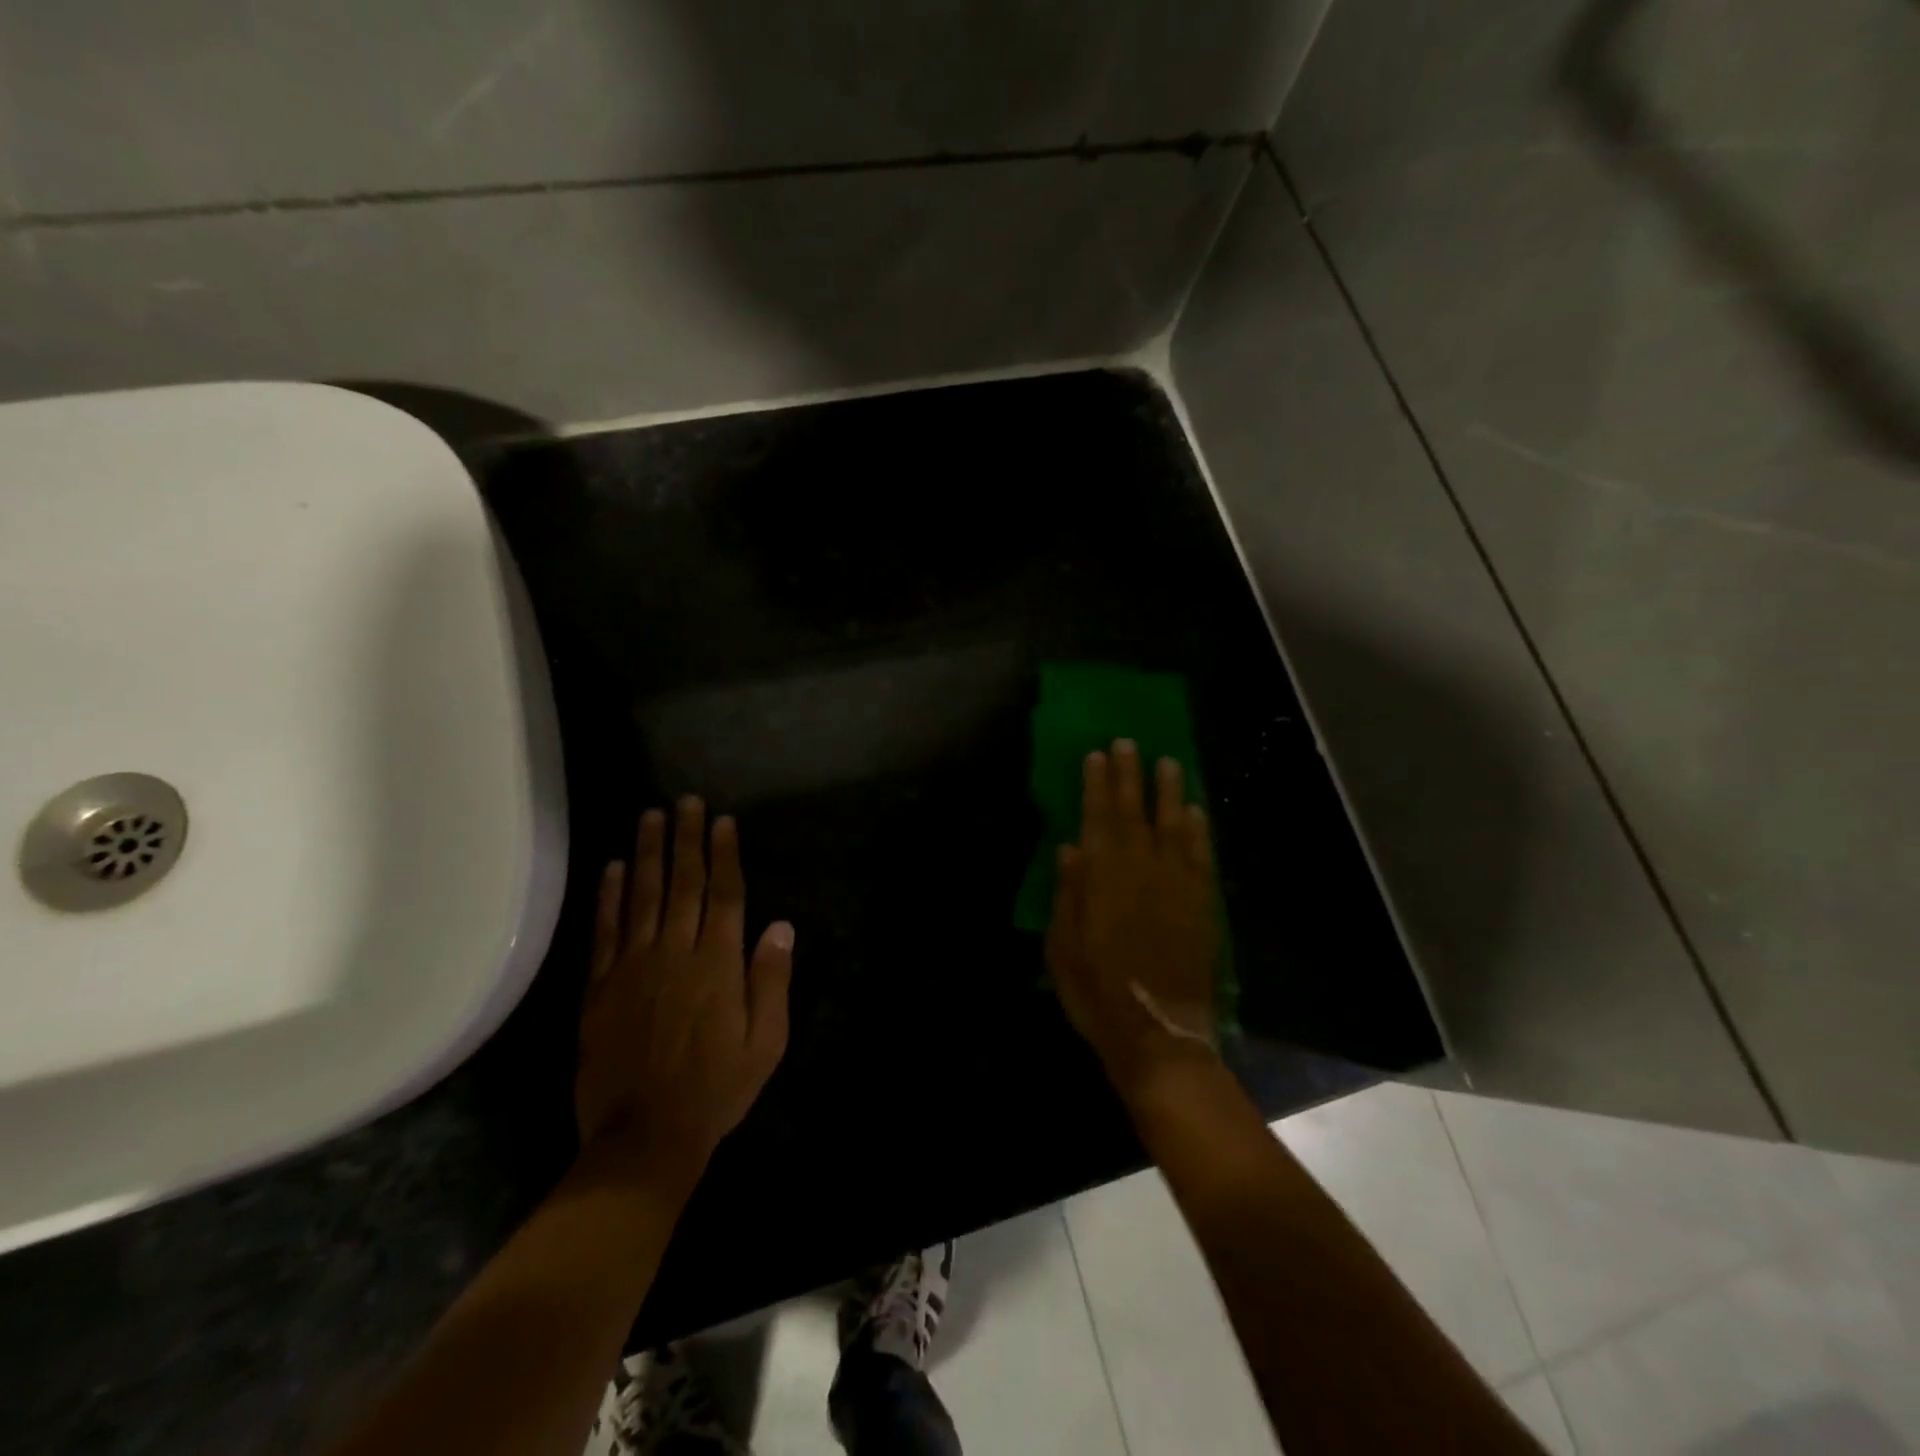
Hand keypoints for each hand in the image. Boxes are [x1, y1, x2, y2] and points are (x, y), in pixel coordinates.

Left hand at [576, 798, 794, 1180]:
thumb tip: (779, 925)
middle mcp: (675, 953)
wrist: (644, 1137)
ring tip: (651, 817)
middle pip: (683, 884)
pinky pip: (605, 931)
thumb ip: (771, 980)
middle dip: (686, 839)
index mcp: (718, 964)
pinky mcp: (601, 987)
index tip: (723, 822)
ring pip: (642, 897)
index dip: (724, 856)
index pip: (725, 895)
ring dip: (647, 854)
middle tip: (686, 801)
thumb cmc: (717, 1089)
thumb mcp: (766, 1042)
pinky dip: (609, 897)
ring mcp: (633, 967)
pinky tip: (612, 868)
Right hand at [1046, 740, 1218, 1100]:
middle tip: (1129, 742)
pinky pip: (1200, 857)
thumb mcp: (1063, 948)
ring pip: (1173, 826)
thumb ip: (1068, 893)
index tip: (1097, 754)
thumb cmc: (1098, 993)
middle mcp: (1141, 871)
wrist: (1159, 1032)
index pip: (1099, 818)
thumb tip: (1070, 847)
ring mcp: (1176, 885)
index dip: (1097, 784)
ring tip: (1168, 763)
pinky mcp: (1201, 904)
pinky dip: (1198, 831)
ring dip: (1169, 792)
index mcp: (1103, 879)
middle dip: (1130, 776)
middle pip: (1134, 813)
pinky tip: (1195, 811)